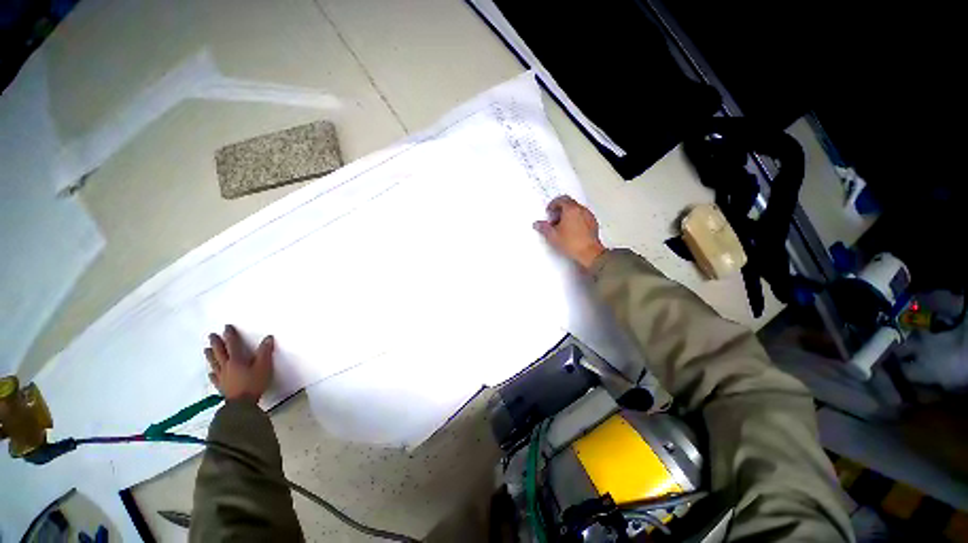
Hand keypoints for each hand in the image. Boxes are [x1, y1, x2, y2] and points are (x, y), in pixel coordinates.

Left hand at [204, 325, 273, 402]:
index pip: (232, 344)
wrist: (241, 404)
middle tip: (212, 335)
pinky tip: (210, 372)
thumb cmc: (254, 383)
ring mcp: (222, 377)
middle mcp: (227, 366)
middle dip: (216, 343)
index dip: (230, 335)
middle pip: (220, 352)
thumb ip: (265, 352)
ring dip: (210, 355)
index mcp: (237, 360)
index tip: (226, 327)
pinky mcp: (222, 386)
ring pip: (214, 363)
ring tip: (206, 349)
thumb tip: (268, 338)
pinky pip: (214, 378)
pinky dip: (212, 373)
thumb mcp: (264, 366)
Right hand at [533, 196, 606, 270]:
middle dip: (560, 209)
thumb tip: (538, 224)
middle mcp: (581, 210)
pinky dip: (576, 220)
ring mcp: (589, 216)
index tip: (549, 211)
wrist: (589, 253)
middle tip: (554, 219)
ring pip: (576, 210)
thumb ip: (543, 228)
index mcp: (571, 210)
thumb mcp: (553, 236)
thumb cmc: (573, 243)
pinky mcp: (593, 224)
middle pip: (569, 203)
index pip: (561, 199)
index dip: (553, 204)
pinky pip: (583, 216)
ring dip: (568, 215)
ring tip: (562, 226)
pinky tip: (571, 231)